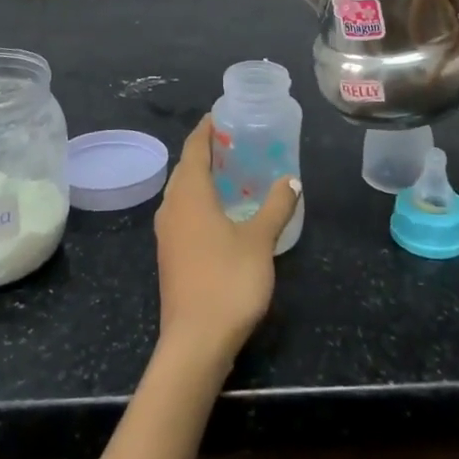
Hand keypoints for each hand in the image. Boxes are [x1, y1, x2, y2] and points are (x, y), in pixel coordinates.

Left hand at [153, 115, 298, 369]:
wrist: (195, 343)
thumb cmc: (228, 281)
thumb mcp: (260, 241)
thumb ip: (276, 206)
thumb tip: (291, 180)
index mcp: (189, 194)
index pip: (193, 148)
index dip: (206, 129)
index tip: (221, 115)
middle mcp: (171, 208)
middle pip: (185, 168)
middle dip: (206, 152)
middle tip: (235, 142)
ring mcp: (167, 234)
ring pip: (182, 192)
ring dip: (202, 178)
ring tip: (231, 173)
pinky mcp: (170, 256)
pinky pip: (183, 213)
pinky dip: (199, 202)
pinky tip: (221, 213)